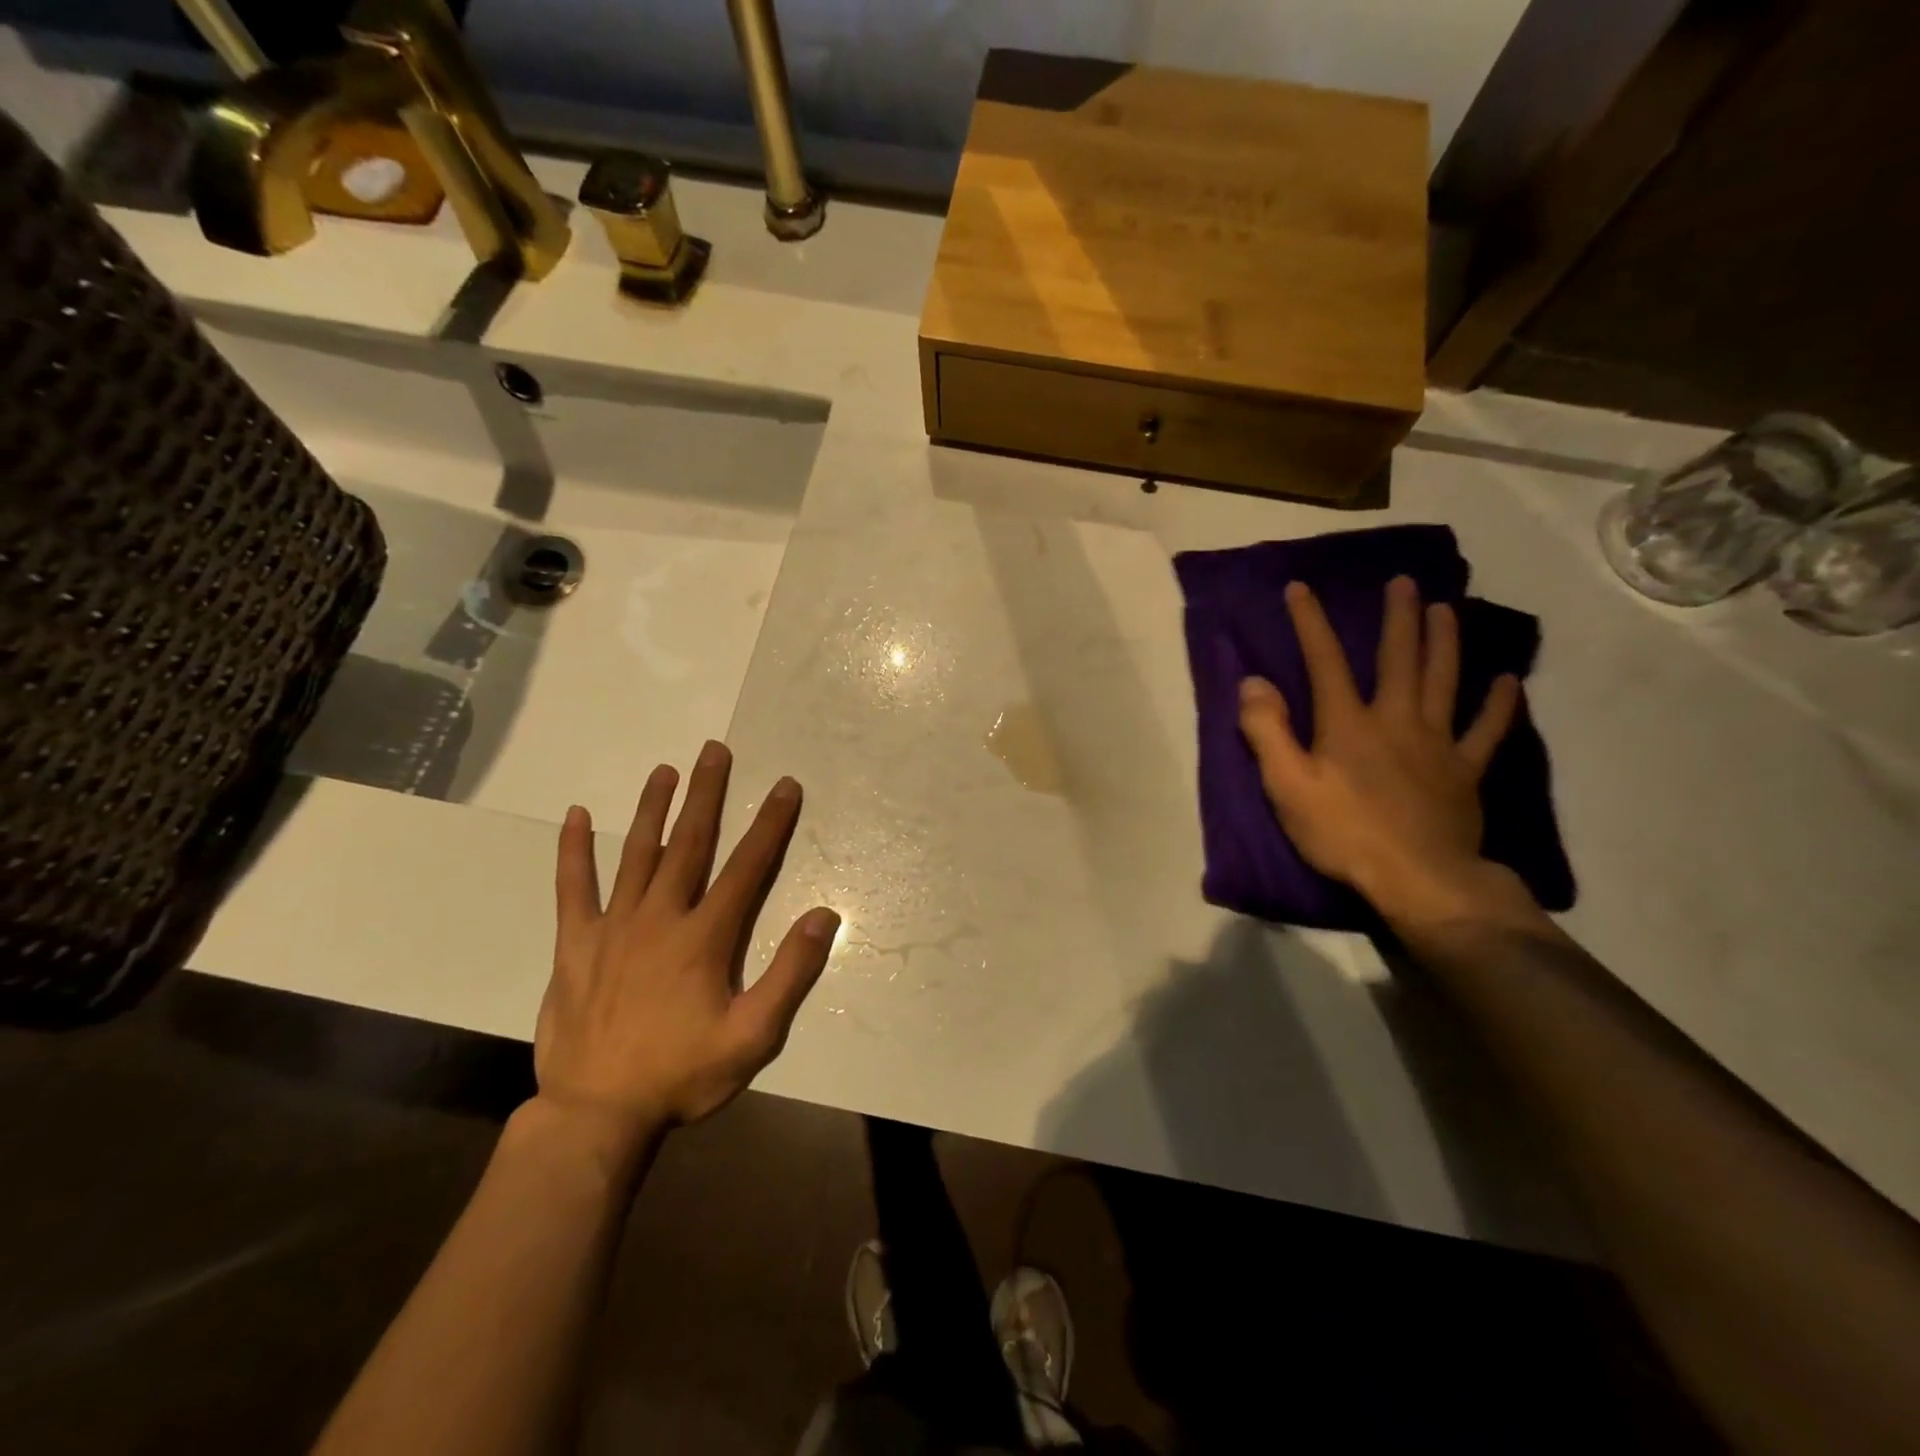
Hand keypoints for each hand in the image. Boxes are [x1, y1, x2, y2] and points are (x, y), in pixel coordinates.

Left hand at [532, 741, 839, 1155]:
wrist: (597, 1115)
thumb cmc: (683, 1074)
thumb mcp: (754, 1036)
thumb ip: (790, 973)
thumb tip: (823, 915)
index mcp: (704, 937)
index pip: (747, 867)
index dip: (770, 824)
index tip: (784, 786)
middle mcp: (660, 917)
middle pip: (689, 843)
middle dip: (707, 794)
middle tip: (715, 750)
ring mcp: (613, 927)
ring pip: (636, 853)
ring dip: (653, 809)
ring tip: (665, 770)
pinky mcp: (575, 944)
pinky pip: (573, 888)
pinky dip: (574, 851)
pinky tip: (576, 817)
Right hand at [1237, 576, 1532, 928]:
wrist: (1418, 879)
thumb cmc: (1342, 833)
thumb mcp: (1287, 786)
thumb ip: (1267, 731)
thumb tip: (1253, 682)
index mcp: (1348, 724)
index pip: (1324, 662)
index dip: (1310, 622)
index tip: (1300, 588)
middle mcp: (1395, 720)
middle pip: (1399, 659)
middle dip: (1398, 618)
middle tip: (1404, 583)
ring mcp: (1437, 743)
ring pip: (1444, 680)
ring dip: (1445, 642)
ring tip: (1447, 609)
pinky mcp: (1464, 771)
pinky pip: (1486, 731)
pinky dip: (1498, 705)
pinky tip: (1508, 682)